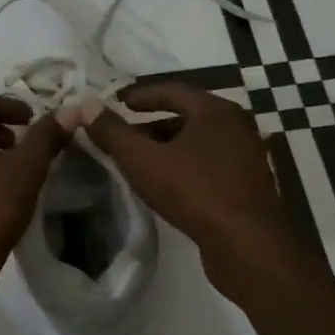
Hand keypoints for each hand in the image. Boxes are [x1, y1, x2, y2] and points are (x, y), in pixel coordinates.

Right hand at [83, 83, 313, 301]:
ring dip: (168, 147)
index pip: (172, 90)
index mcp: (215, 110)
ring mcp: (245, 156)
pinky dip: (184, 165)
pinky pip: (209, 163)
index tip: (116, 103)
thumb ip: (113, 132)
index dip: (140, 96)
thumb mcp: (143, 160)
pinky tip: (166, 183)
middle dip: (151, 124)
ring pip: (198, 142)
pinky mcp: (248, 184)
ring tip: (139, 161)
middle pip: (186, 115)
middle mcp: (235, 126)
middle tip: (123, 135)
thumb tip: (86, 106)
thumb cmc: (194, 191)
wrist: (248, 244)